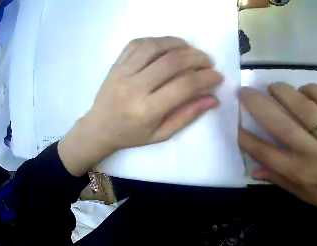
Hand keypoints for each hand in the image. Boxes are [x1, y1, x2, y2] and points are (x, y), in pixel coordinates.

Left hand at [59, 37, 222, 176]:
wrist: (99, 127)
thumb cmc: (130, 135)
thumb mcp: (160, 134)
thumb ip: (187, 116)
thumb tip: (213, 99)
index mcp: (146, 110)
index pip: (184, 86)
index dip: (206, 78)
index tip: (217, 76)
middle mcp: (134, 87)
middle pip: (172, 61)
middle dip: (197, 57)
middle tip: (207, 62)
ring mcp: (122, 72)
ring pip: (155, 46)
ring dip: (179, 44)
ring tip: (189, 50)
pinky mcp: (116, 64)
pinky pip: (138, 43)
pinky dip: (157, 40)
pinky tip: (166, 46)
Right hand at [238, 83, 316, 222]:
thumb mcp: (306, 196)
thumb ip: (280, 181)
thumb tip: (254, 170)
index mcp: (300, 172)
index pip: (264, 152)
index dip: (245, 136)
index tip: (235, 123)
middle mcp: (312, 152)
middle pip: (280, 124)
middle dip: (257, 105)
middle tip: (245, 91)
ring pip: (304, 107)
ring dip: (284, 92)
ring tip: (273, 86)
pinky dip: (314, 90)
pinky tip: (305, 89)